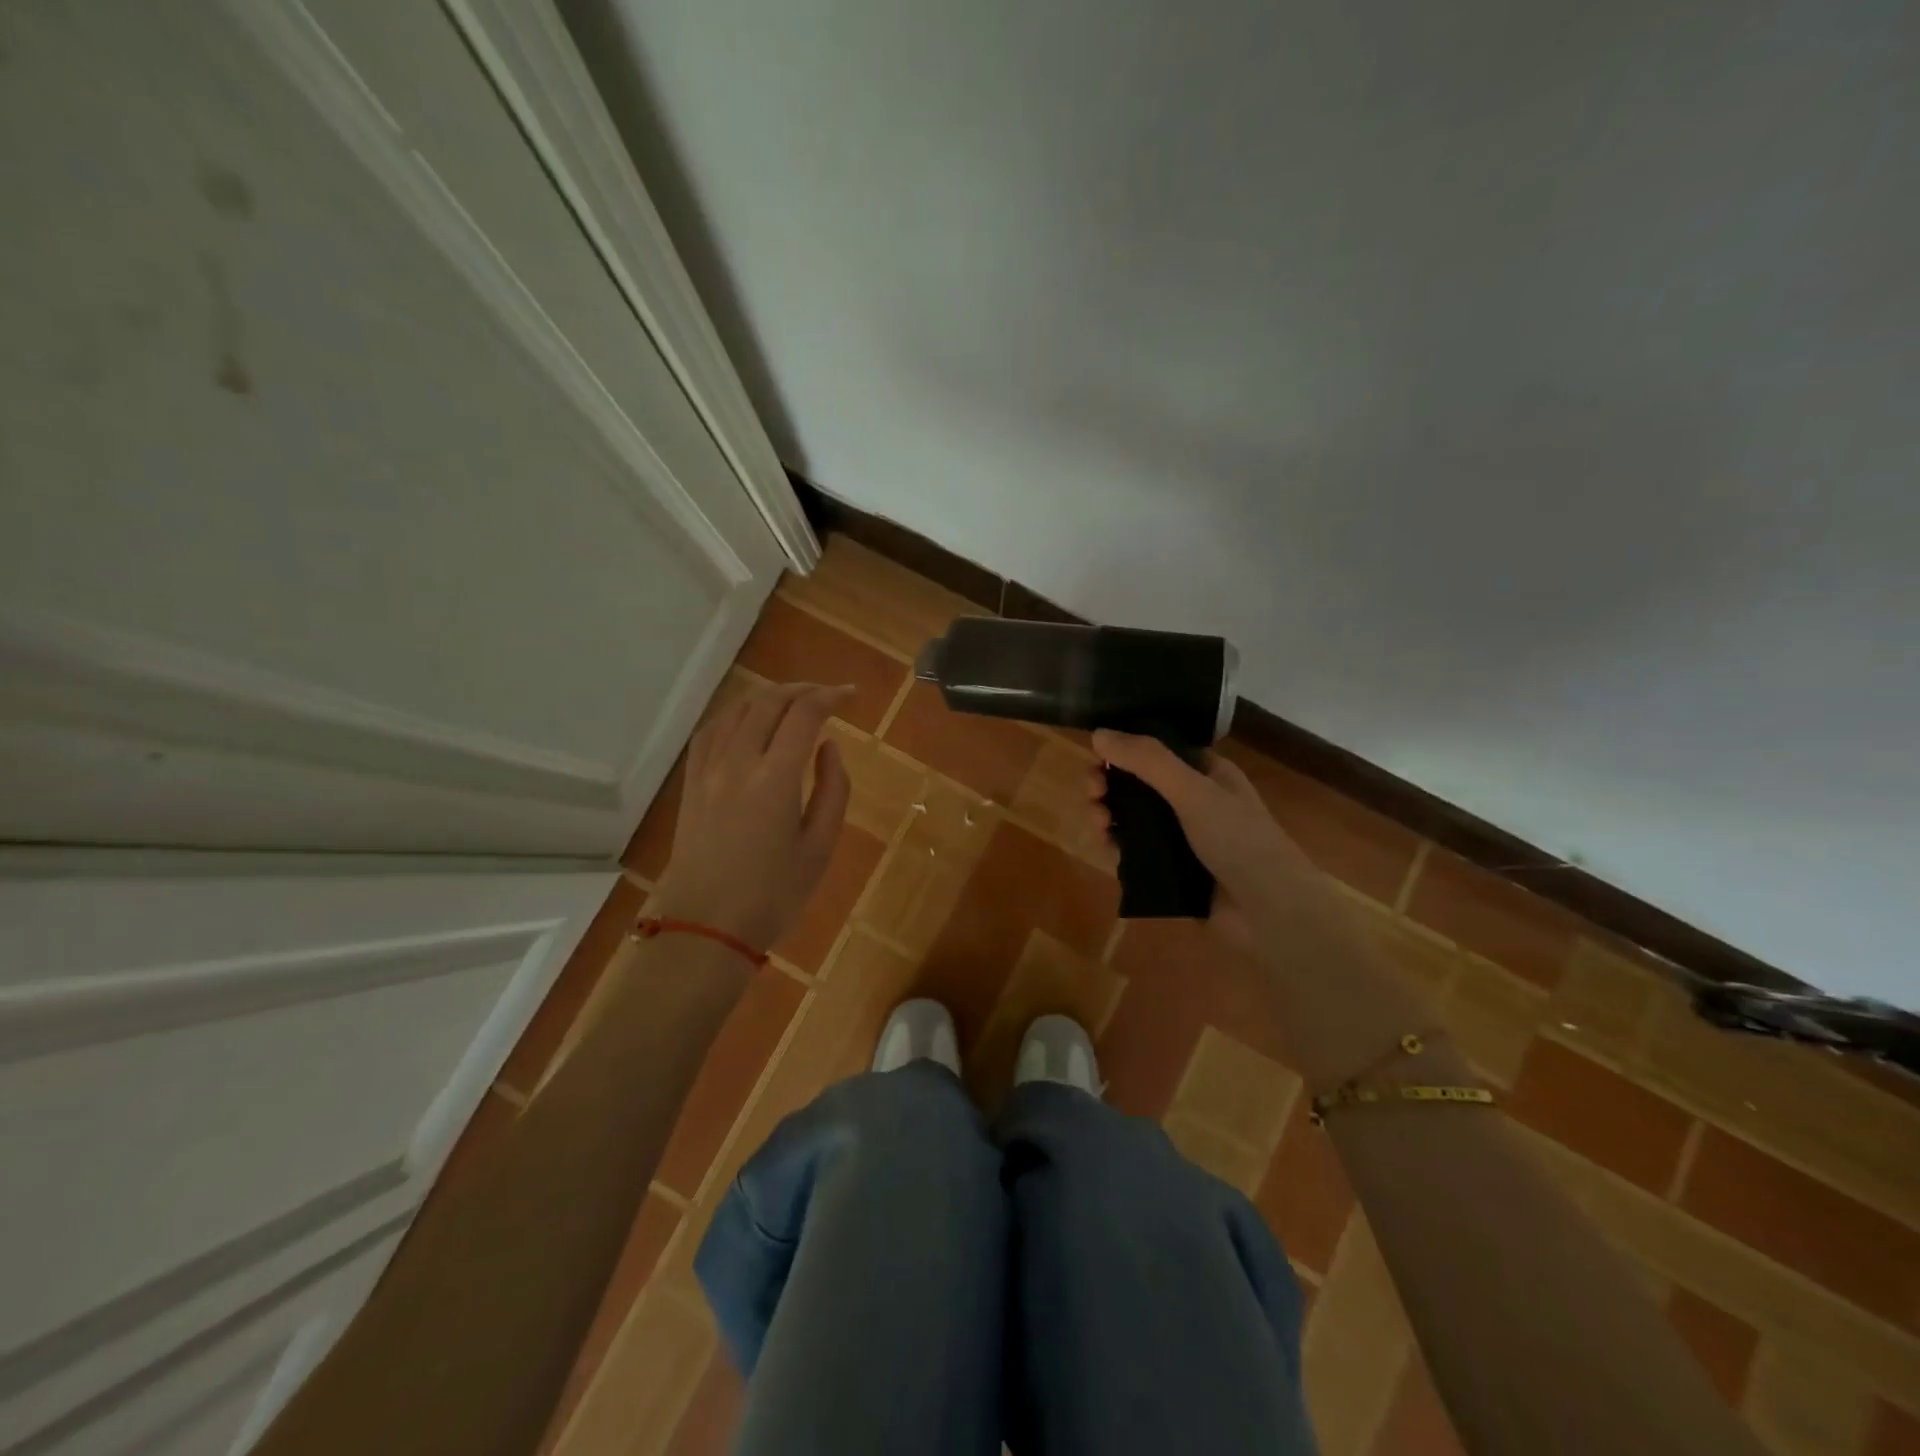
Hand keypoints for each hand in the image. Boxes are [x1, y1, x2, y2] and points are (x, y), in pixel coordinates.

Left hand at [653, 682, 853, 953]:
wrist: (705, 927)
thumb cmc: (773, 894)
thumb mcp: (820, 847)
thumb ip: (833, 789)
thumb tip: (828, 747)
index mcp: (775, 778)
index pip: (804, 714)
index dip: (831, 696)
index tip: (851, 696)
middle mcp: (738, 762)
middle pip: (768, 702)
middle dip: (802, 690)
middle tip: (828, 696)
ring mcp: (708, 770)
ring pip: (737, 709)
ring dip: (769, 697)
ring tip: (793, 703)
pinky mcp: (690, 783)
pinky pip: (710, 730)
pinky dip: (735, 713)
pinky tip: (748, 720)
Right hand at [1088, 730, 1321, 942]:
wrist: (1270, 911)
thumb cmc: (1238, 839)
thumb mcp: (1192, 790)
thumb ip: (1147, 760)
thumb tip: (1098, 733)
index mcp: (1206, 773)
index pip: (1157, 750)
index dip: (1124, 750)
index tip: (1097, 757)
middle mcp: (1194, 801)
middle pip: (1139, 784)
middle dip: (1110, 784)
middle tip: (1092, 794)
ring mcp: (1183, 838)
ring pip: (1133, 819)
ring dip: (1109, 815)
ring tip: (1099, 824)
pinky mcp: (1173, 871)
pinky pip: (1136, 853)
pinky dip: (1117, 846)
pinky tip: (1106, 847)